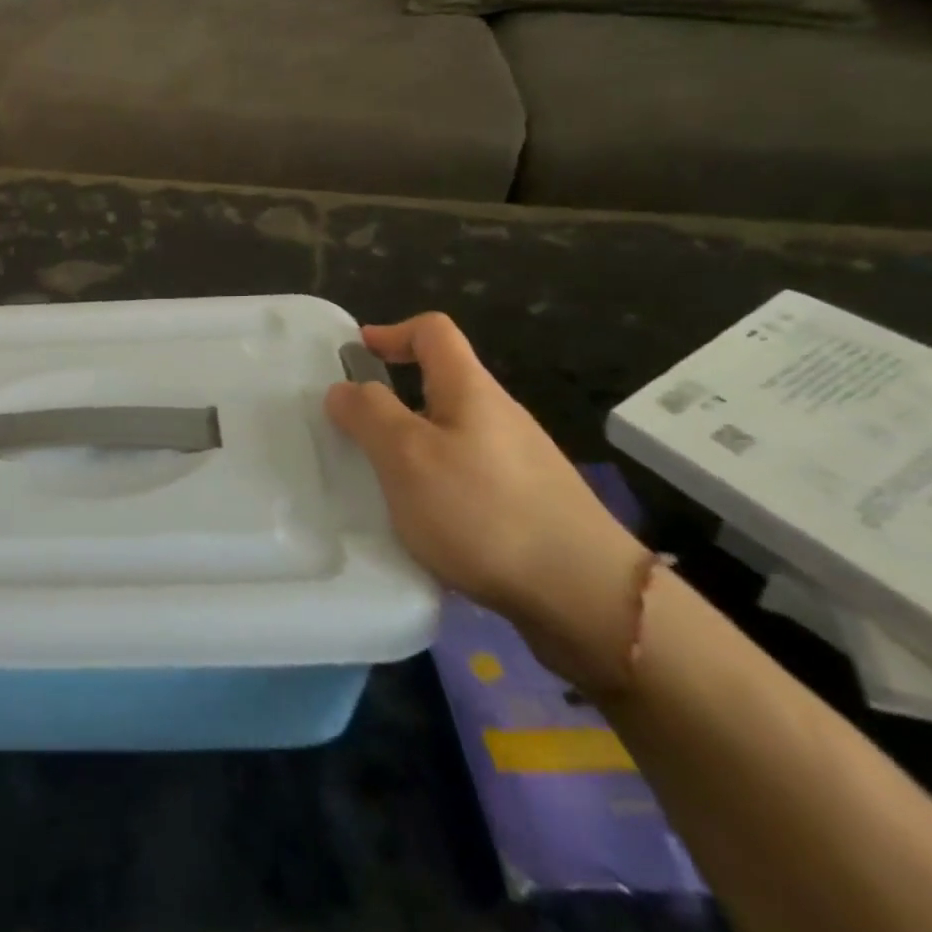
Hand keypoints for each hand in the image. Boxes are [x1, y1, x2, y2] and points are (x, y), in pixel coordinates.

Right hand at [324, 313, 648, 684]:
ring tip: (383, 488)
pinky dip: (437, 487)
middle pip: (441, 386)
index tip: (356, 355)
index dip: (392, 332)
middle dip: (394, 402)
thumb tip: (344, 388)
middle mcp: (499, 416)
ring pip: (453, 436)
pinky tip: (427, 529)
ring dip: (413, 450)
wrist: (587, 599)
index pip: (433, 332)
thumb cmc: (484, 512)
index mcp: (471, 390)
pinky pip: (468, 478)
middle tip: (355, 434)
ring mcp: (520, 463)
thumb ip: (368, 414)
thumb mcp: (407, 455)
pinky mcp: (529, 506)